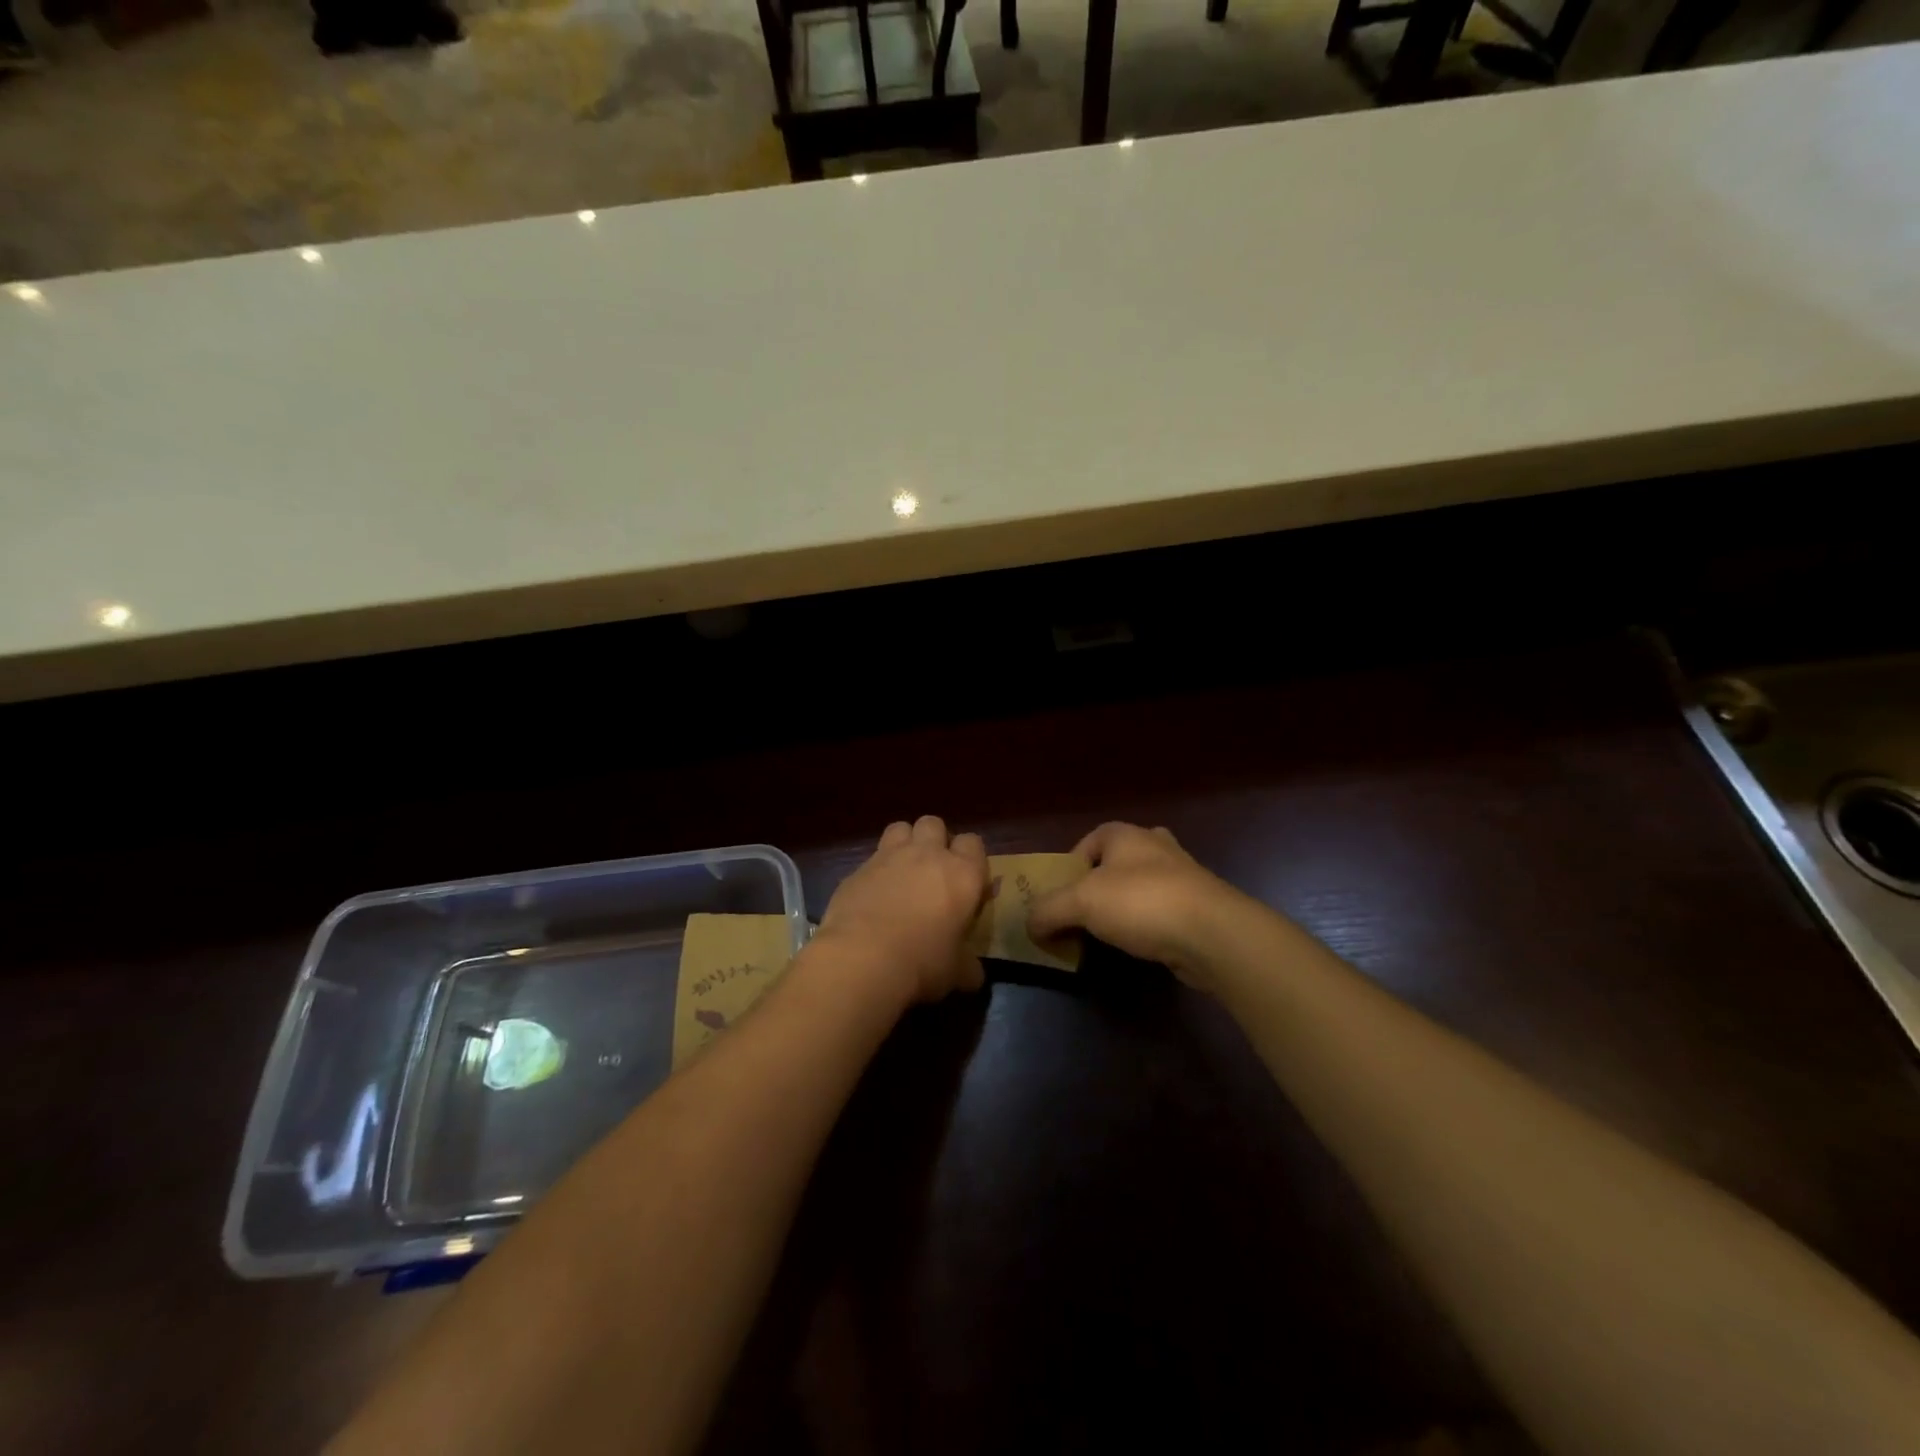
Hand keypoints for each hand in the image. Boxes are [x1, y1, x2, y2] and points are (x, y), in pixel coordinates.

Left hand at [814, 816, 989, 1005]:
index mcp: (962, 873)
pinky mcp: (857, 868)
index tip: (966, 882)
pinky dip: (875, 871)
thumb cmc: (923, 962)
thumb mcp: (956, 972)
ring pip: (900, 828)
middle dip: (935, 840)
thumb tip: (974, 976)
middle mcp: (927, 855)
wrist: (864, 958)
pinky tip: (872, 896)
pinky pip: (871, 858)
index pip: (973, 843)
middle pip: (934, 824)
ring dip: (904, 843)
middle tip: (932, 871)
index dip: (970, 859)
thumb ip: (968, 966)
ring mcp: (889, 857)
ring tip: (902, 872)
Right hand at [1027, 822, 1246, 990]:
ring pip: (1141, 886)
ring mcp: (1182, 875)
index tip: (1060, 897)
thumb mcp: (1080, 903)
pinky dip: (1147, 925)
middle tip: (1083, 914)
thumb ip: (1048, 910)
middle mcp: (1155, 846)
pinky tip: (1140, 945)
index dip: (1070, 867)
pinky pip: (1162, 910)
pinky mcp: (1199, 906)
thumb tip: (1028, 924)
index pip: (1088, 842)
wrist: (1212, 933)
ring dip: (1124, 907)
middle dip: (1098, 887)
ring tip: (1108, 934)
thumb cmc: (1140, 902)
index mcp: (1126, 834)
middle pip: (1115, 863)